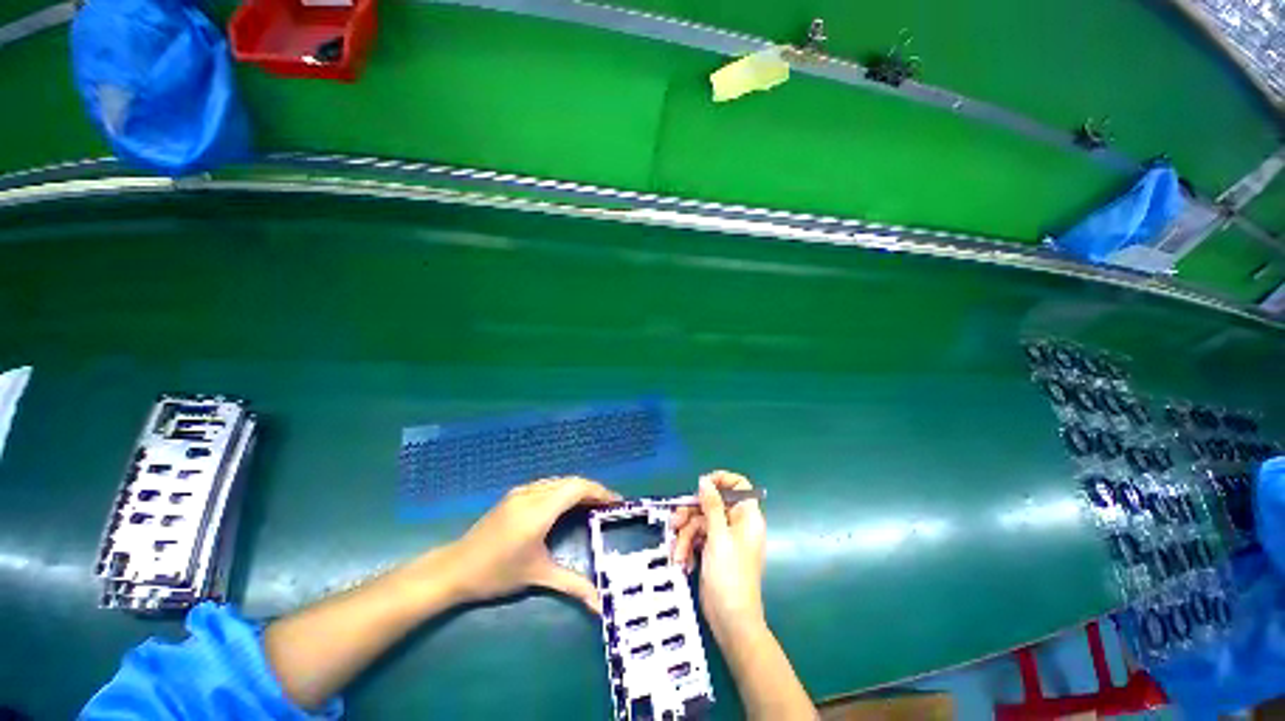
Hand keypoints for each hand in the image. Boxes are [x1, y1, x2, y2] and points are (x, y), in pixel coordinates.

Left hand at [443, 476, 620, 612]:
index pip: (577, 488)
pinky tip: (568, 504)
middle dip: (593, 489)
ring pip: (559, 481)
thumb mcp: (537, 577)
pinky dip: (564, 490)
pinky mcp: (514, 494)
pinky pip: (547, 484)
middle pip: (571, 481)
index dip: (600, 491)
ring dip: (579, 488)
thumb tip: (600, 605)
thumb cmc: (497, 574)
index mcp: (539, 511)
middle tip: (609, 505)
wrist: (454, 569)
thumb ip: (572, 586)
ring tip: (593, 503)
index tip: (617, 502)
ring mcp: (521, 492)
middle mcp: (532, 494)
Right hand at [671, 471, 766, 638]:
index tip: (702, 485)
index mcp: (746, 516)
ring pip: (700, 522)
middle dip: (691, 514)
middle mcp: (736, 523)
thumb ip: (711, 505)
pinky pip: (698, 538)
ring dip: (685, 536)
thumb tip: (705, 480)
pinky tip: (684, 562)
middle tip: (674, 523)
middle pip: (711, 504)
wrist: (731, 621)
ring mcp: (724, 538)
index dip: (722, 480)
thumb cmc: (729, 575)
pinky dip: (688, 547)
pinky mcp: (713, 551)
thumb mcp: (718, 536)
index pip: (739, 485)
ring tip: (678, 553)